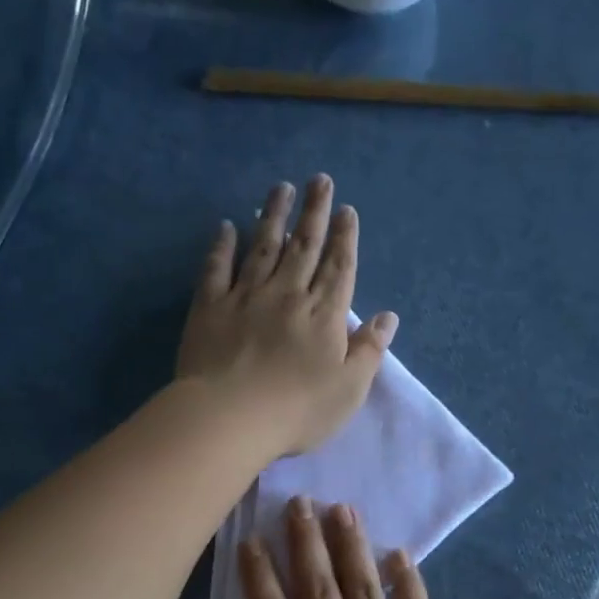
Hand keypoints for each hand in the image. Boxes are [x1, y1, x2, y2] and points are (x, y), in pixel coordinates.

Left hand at [176, 174, 398, 458]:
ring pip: (264, 246)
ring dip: (274, 215)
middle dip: (314, 212)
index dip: (345, 238)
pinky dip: (222, 245)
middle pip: (304, 246)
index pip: (339, 268)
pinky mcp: (210, 307)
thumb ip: (369, 351)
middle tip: (320, 180)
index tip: (347, 210)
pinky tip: (226, 226)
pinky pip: (217, 268)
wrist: (230, 417)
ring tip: (282, 188)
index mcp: (324, 315)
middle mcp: (287, 295)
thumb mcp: (348, 389)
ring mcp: (246, 297)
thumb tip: (388, 317)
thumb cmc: (297, 411)